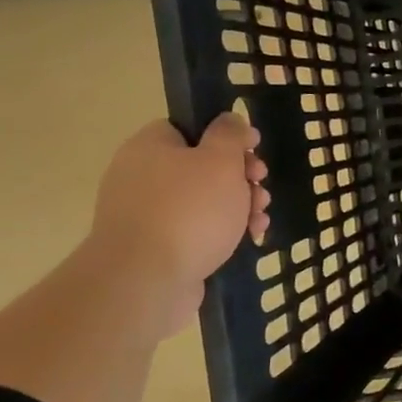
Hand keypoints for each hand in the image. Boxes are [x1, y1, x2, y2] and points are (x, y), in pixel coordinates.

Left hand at [87, 114, 268, 328]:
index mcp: (150, 147)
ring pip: (204, 200)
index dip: (227, 136)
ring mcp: (146, 215)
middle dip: (241, 177)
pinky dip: (224, 231)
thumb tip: (230, 120)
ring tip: (259, 218)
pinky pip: (196, 229)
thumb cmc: (189, 211)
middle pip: (202, 166)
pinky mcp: (156, 248)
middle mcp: (141, 176)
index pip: (190, 128)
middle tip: (260, 186)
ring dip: (239, 205)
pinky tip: (249, 239)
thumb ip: (229, 134)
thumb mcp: (221, 160)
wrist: (145, 281)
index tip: (254, 149)